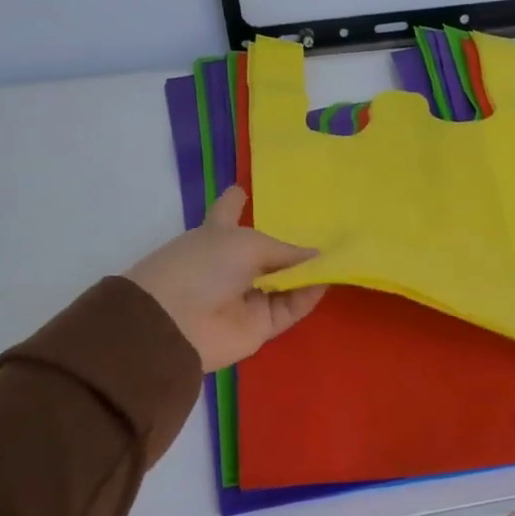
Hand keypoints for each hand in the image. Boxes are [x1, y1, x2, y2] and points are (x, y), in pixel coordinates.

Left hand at [128, 187, 326, 371]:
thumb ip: (285, 250)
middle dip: (291, 244)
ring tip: (336, 258)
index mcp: (216, 236)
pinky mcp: (261, 326)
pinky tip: (325, 282)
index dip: (235, 201)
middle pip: (266, 253)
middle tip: (326, 230)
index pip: (228, 213)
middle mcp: (232, 266)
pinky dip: (307, 297)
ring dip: (306, 272)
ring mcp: (247, 297)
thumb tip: (318, 256)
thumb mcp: (246, 243)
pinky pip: (290, 308)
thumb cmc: (203, 267)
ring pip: (285, 283)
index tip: (244, 189)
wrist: (178, 324)